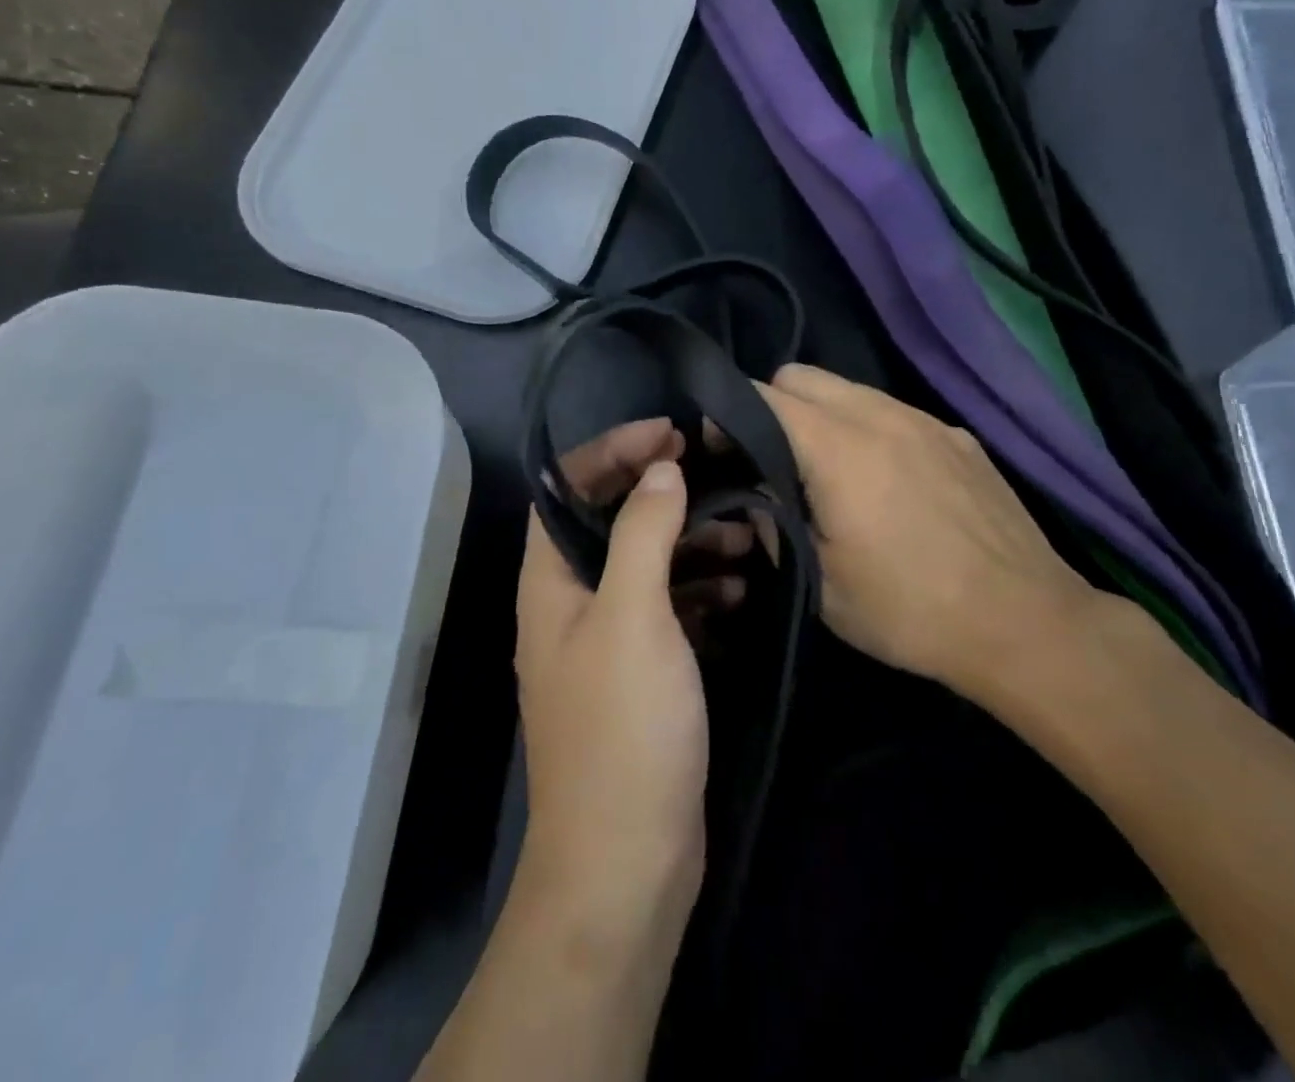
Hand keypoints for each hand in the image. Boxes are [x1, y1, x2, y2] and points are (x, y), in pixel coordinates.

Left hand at [513, 419, 737, 947]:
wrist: (627, 861)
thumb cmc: (623, 728)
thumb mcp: (633, 616)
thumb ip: (642, 534)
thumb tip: (660, 471)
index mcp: (550, 581)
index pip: (566, 488)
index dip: (611, 450)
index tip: (669, 434)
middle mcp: (570, 603)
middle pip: (609, 521)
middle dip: (659, 492)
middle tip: (716, 475)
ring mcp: (607, 641)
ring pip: (646, 565)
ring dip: (690, 542)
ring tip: (745, 533)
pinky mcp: (643, 673)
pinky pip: (670, 610)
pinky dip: (702, 591)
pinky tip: (743, 590)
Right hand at [758, 364, 1108, 703]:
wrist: (1025, 623)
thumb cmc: (910, 609)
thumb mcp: (820, 582)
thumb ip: (773, 523)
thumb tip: (755, 494)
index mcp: (838, 447)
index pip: (762, 396)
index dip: (729, 416)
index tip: (720, 451)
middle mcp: (880, 414)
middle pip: (802, 375)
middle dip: (772, 406)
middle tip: (772, 460)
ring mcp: (925, 420)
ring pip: (849, 389)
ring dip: (822, 415)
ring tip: (828, 470)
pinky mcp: (958, 436)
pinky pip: (893, 411)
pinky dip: (869, 428)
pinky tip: (887, 481)